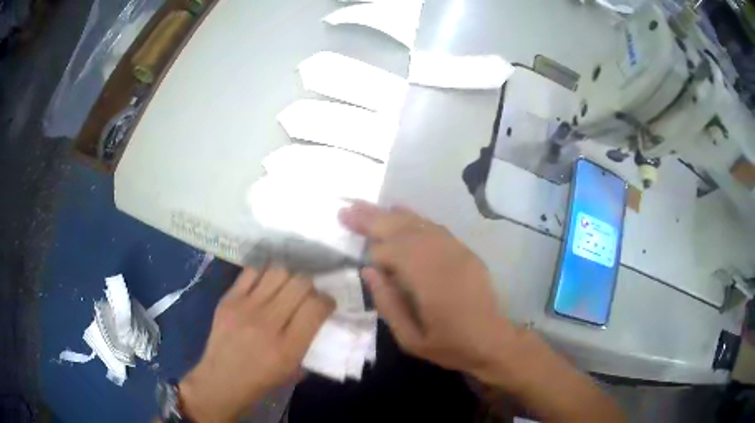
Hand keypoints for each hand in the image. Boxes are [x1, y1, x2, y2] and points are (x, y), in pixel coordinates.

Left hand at [179, 267, 333, 421]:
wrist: (221, 379)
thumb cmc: (261, 380)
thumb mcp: (294, 370)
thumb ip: (308, 341)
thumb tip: (317, 314)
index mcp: (288, 347)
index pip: (316, 307)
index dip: (327, 301)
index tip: (326, 304)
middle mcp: (268, 323)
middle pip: (299, 283)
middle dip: (310, 285)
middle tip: (306, 294)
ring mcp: (245, 308)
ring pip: (278, 272)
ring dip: (289, 276)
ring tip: (286, 287)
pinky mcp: (228, 299)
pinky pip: (252, 271)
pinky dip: (264, 274)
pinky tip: (265, 284)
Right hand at [339, 201, 512, 376]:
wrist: (492, 341)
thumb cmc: (449, 345)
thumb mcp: (411, 340)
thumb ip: (388, 305)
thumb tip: (368, 271)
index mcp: (430, 283)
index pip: (393, 254)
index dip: (373, 253)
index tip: (356, 256)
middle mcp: (443, 259)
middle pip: (403, 231)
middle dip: (372, 219)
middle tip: (345, 210)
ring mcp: (456, 251)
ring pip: (417, 224)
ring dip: (388, 214)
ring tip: (362, 207)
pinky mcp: (463, 250)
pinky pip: (434, 227)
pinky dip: (413, 216)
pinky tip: (397, 209)